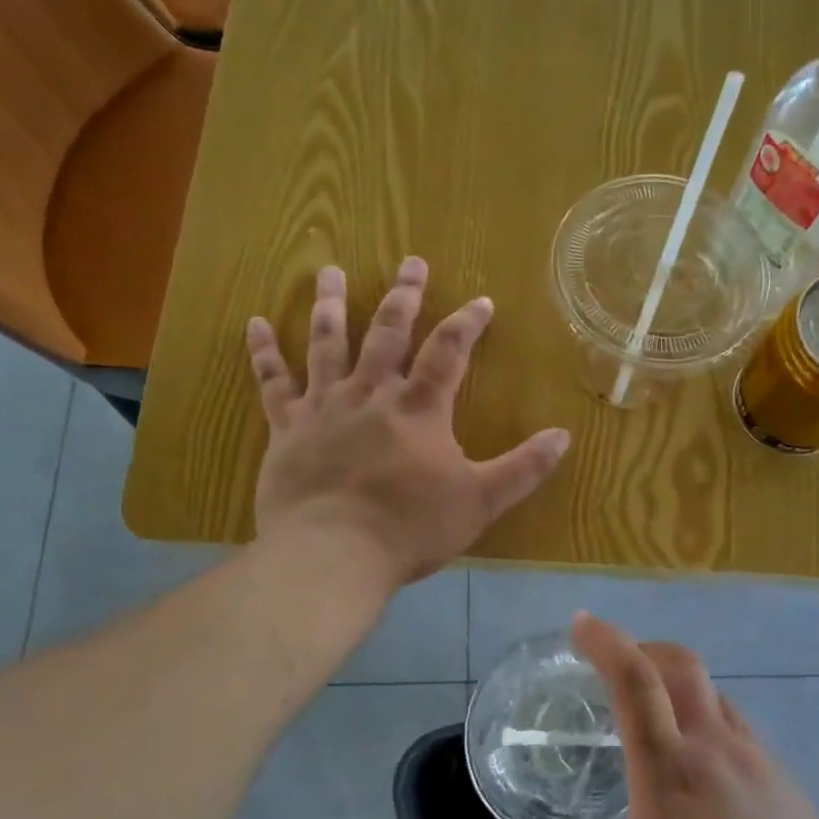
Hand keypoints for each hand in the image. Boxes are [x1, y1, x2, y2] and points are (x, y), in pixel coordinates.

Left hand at [246, 260, 568, 584]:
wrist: (333, 555)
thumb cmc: (409, 529)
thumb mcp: (480, 501)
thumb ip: (523, 468)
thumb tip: (564, 436)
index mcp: (419, 409)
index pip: (448, 352)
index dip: (467, 323)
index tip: (481, 300)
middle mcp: (371, 394)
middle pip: (388, 332)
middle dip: (404, 296)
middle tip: (411, 262)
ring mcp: (324, 407)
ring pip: (327, 343)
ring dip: (332, 305)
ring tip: (331, 271)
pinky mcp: (287, 428)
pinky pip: (273, 383)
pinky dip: (264, 353)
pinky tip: (255, 324)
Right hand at [501, 614, 818, 818]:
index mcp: (669, 770)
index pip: (634, 680)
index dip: (605, 641)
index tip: (580, 623)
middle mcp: (715, 749)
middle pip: (682, 665)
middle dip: (645, 648)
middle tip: (617, 665)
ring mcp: (758, 761)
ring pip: (714, 695)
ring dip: (680, 688)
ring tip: (658, 719)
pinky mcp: (786, 781)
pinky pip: (740, 731)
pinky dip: (710, 725)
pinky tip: (704, 773)